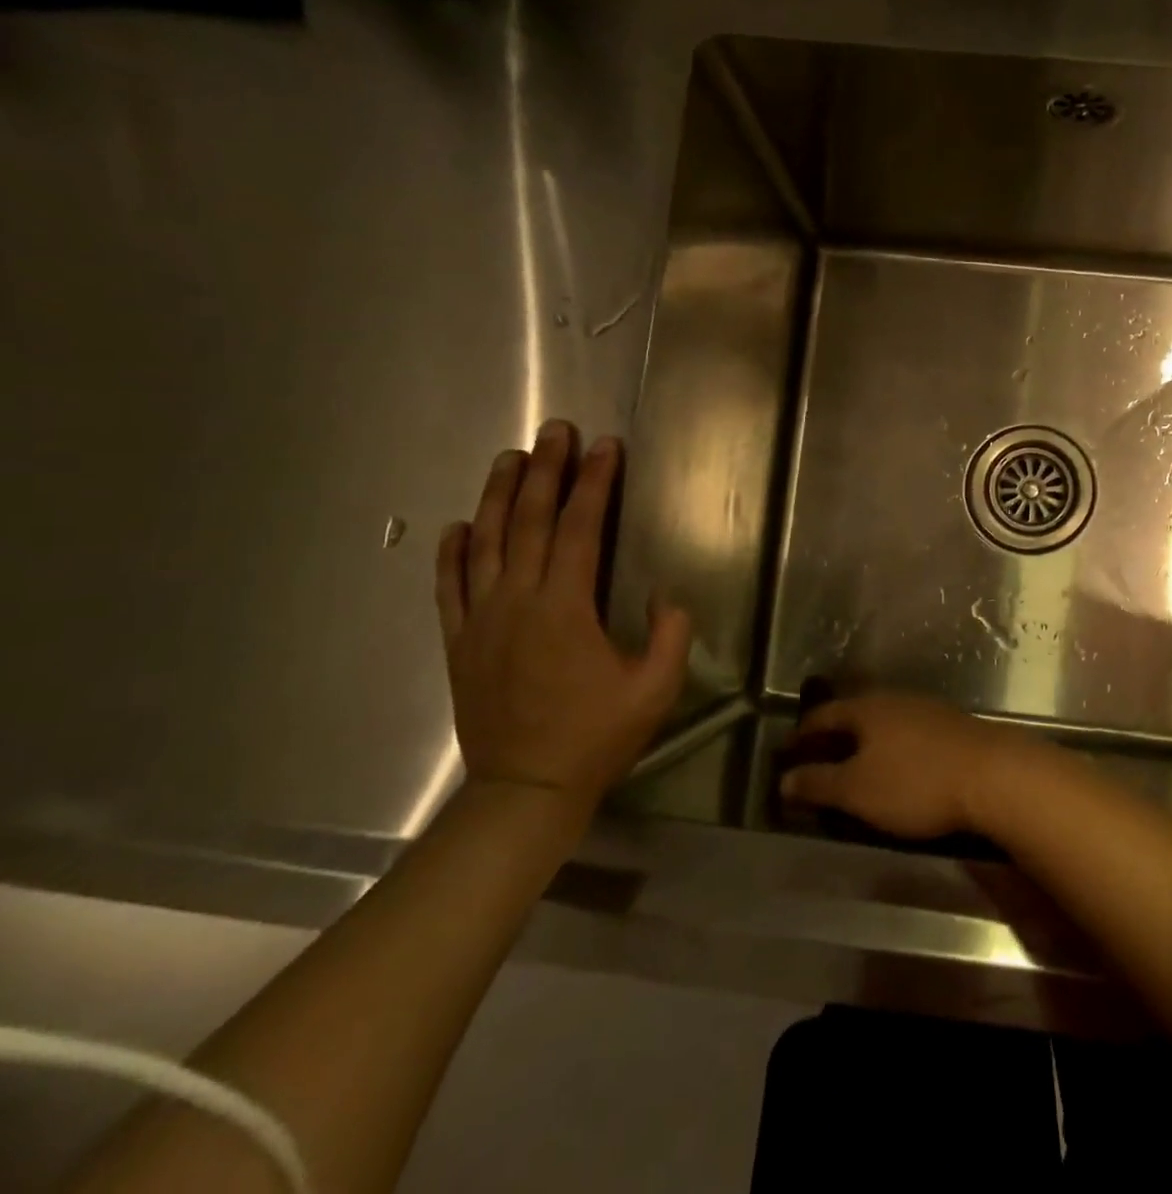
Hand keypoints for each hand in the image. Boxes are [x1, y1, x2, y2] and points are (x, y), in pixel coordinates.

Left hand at [436, 419, 691, 815]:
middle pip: (532, 522)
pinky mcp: (460, 642)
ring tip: (511, 458)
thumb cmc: (597, 737)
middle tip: (556, 430)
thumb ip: (670, 635)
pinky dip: (453, 552)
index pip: (582, 528)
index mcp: (566, 608)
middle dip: (547, 471)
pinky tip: (459, 525)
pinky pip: (451, 586)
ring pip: (487, 543)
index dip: (595, 483)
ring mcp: (482, 620)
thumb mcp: (656, 688)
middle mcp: (518, 601)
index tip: (605, 447)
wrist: (526, 789)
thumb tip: (665, 595)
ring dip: (500, 496)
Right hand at [778, 695, 1042, 839]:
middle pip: (855, 714)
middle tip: (815, 756)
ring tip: (853, 764)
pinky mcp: (953, 728)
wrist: (992, 775)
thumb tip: (784, 778)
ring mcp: (928, 711)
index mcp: (867, 708)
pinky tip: (897, 766)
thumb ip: (818, 783)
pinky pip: (908, 734)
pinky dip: (892, 748)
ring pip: (884, 723)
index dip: (801, 733)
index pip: (824, 714)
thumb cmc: (915, 782)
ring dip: (864, 742)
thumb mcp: (857, 790)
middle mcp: (896, 700)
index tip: (785, 749)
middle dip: (833, 735)